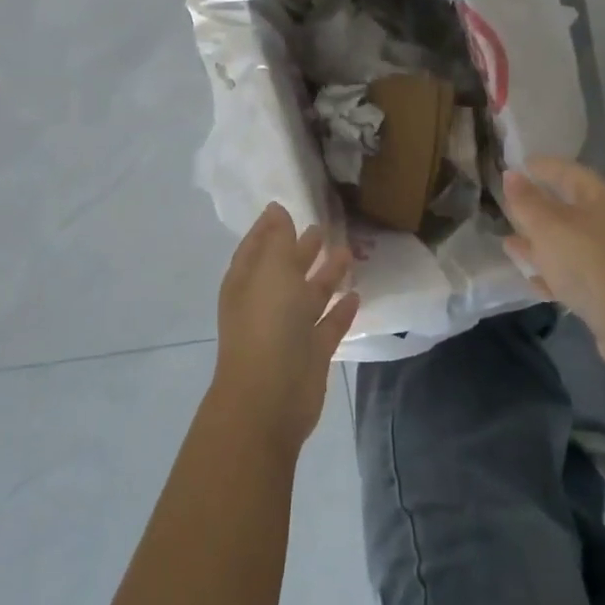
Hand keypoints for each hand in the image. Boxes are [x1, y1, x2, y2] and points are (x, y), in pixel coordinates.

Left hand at [208, 203, 358, 455]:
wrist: (270, 397)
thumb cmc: (266, 324)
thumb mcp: (271, 270)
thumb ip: (277, 239)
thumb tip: (277, 210)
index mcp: (247, 281)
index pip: (257, 246)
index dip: (270, 227)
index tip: (286, 207)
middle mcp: (266, 302)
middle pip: (285, 269)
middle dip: (301, 249)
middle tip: (323, 227)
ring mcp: (289, 330)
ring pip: (310, 295)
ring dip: (326, 275)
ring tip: (346, 252)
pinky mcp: (312, 353)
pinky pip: (329, 324)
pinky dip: (341, 310)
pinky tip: (357, 294)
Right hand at [503, 158, 604, 375]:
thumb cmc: (588, 262)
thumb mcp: (548, 227)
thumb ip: (526, 201)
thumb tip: (511, 175)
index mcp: (598, 198)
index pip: (566, 171)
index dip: (541, 166)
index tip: (514, 165)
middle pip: (567, 207)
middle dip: (537, 206)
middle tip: (506, 204)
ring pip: (567, 242)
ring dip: (538, 242)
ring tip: (508, 242)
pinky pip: (571, 273)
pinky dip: (550, 271)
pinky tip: (530, 277)